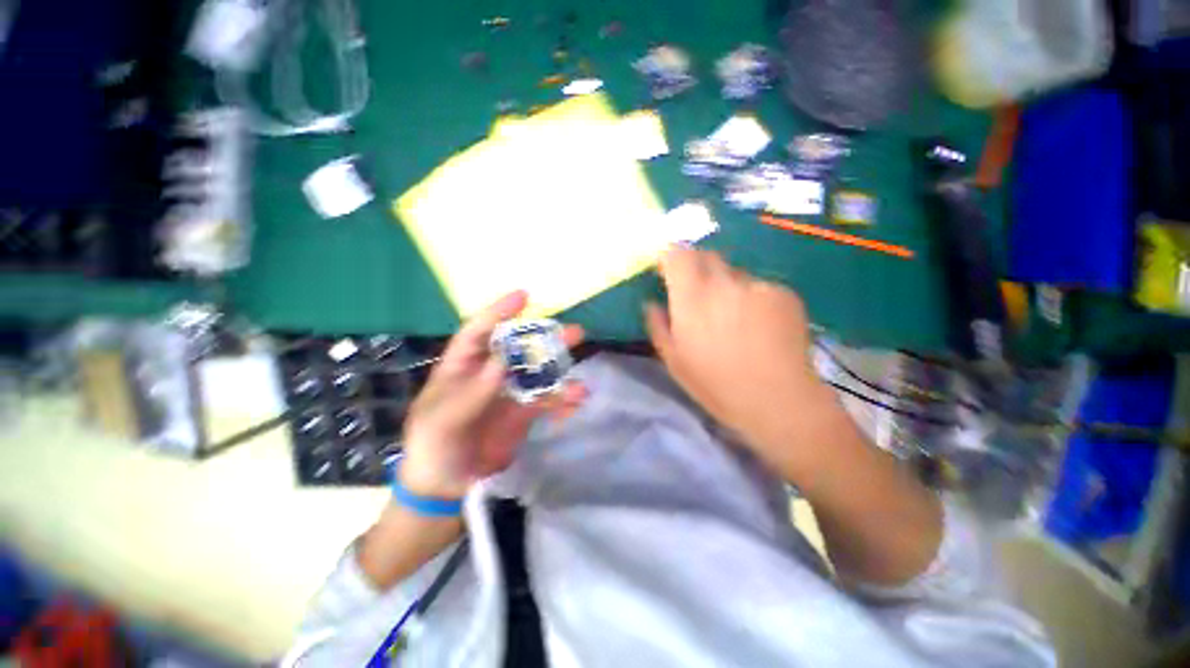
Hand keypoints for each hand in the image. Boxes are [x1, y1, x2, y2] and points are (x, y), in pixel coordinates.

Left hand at [400, 291, 585, 499]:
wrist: (444, 488)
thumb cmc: (432, 447)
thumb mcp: (443, 418)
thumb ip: (474, 389)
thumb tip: (504, 358)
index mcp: (461, 367)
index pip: (479, 331)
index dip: (499, 312)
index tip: (524, 296)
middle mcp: (488, 374)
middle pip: (518, 348)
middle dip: (543, 337)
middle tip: (572, 330)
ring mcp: (508, 393)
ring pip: (537, 372)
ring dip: (560, 365)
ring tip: (582, 360)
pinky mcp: (523, 414)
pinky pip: (546, 401)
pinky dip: (563, 398)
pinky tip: (578, 397)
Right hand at [645, 248, 835, 465]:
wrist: (778, 400)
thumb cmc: (716, 385)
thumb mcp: (674, 360)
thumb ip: (658, 325)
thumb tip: (651, 303)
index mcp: (692, 298)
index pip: (677, 254)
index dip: (670, 257)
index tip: (668, 271)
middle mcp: (724, 283)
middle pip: (707, 256)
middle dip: (698, 269)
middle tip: (700, 296)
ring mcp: (757, 285)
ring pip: (735, 274)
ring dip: (728, 288)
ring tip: (735, 319)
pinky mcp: (784, 293)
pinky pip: (760, 287)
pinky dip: (754, 299)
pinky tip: (761, 326)